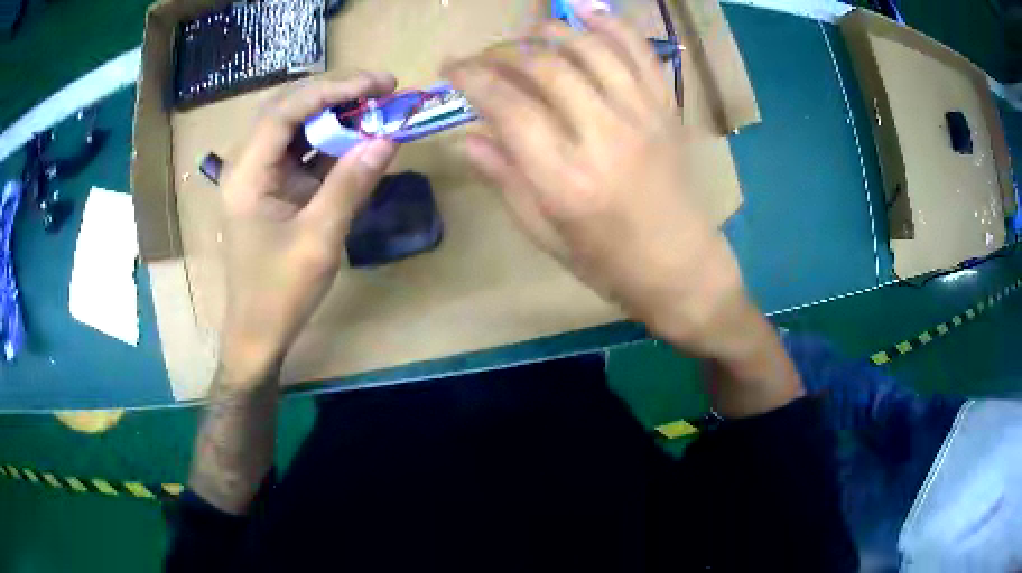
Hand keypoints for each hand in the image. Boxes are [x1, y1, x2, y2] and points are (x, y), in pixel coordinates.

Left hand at [219, 72, 398, 379]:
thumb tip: (389, 138)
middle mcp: (249, 164)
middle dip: (335, 92)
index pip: (285, 110)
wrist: (258, 333)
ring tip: (377, 106)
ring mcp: (261, 175)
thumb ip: (351, 184)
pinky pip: (304, 151)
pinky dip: (333, 141)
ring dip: (336, 113)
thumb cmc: (279, 293)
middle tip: (382, 88)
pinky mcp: (275, 188)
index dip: (332, 89)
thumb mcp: (319, 239)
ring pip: (297, 125)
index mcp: (247, 174)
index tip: (378, 84)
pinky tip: (360, 138)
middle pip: (288, 108)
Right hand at [446, 13, 801, 414]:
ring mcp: (643, 117)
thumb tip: (467, 138)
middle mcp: (604, 136)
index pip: (507, 106)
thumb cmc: (608, 264)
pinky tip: (588, 14)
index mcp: (565, 179)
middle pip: (545, 68)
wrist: (682, 269)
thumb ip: (505, 180)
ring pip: (591, 50)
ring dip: (553, 32)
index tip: (451, 68)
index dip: (472, 77)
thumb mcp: (546, 234)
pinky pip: (641, 55)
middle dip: (505, 52)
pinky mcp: (667, 111)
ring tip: (529, 33)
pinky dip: (613, 27)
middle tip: (486, 56)